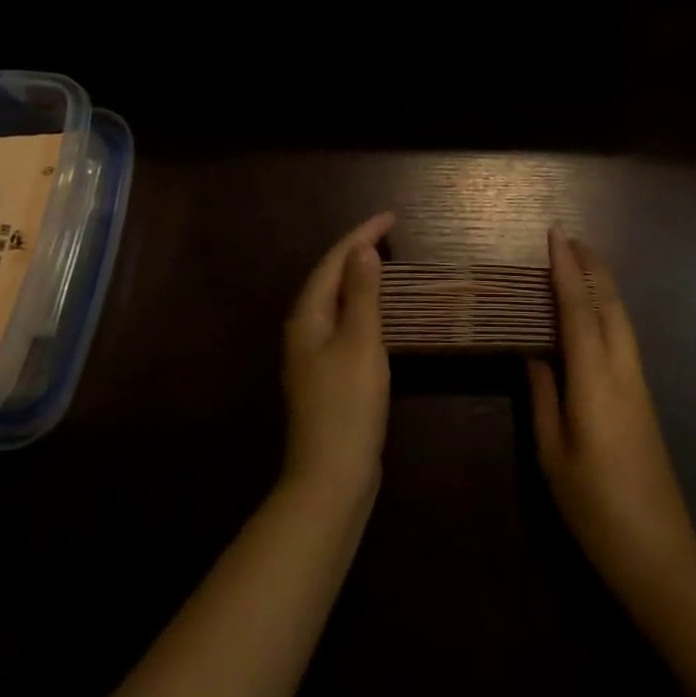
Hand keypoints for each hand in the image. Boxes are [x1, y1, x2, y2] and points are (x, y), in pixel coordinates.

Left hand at [282, 211, 393, 503]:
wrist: (331, 480)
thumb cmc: (347, 404)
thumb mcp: (360, 341)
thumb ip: (362, 293)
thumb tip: (362, 250)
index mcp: (307, 317)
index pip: (334, 262)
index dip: (361, 235)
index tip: (391, 216)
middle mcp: (304, 331)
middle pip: (330, 278)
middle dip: (357, 251)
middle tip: (389, 232)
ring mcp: (312, 357)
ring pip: (336, 302)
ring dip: (358, 278)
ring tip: (384, 261)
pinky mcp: (326, 377)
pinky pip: (343, 324)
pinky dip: (361, 306)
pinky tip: (377, 312)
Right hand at [528, 231, 695, 595]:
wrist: (659, 551)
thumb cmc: (595, 507)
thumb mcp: (553, 455)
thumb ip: (542, 396)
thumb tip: (533, 352)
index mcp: (594, 381)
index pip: (578, 309)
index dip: (565, 270)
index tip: (554, 236)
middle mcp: (621, 369)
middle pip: (608, 303)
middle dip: (590, 265)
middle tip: (567, 237)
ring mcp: (638, 381)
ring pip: (621, 316)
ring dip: (602, 282)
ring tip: (580, 261)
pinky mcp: (644, 394)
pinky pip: (624, 333)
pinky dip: (608, 306)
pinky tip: (596, 308)